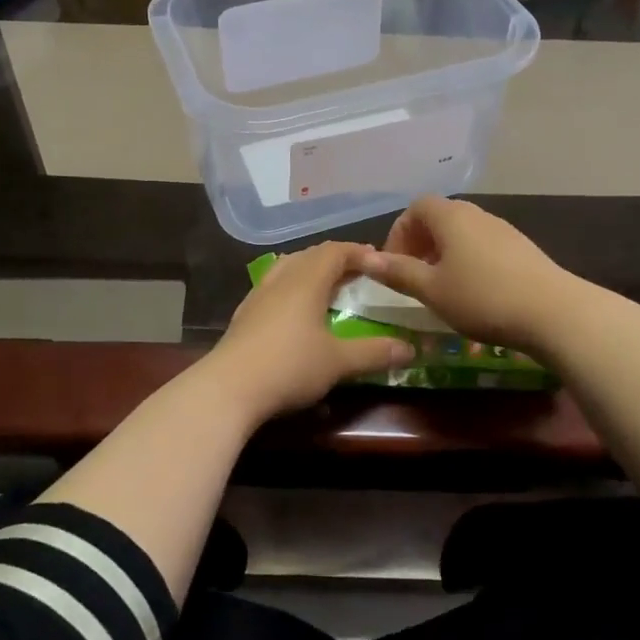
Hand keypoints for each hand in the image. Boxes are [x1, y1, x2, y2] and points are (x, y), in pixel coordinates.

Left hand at [204, 241, 414, 424]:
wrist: (228, 388)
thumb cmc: (289, 366)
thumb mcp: (338, 362)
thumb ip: (375, 352)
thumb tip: (410, 349)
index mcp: (307, 280)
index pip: (336, 251)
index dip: (359, 252)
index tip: (381, 262)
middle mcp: (282, 278)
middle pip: (311, 255)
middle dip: (337, 259)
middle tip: (360, 273)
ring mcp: (258, 294)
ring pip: (289, 268)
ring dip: (312, 271)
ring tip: (330, 287)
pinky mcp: (245, 314)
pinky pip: (275, 286)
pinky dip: (293, 288)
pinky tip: (297, 311)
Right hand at [361, 197, 574, 355]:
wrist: (554, 312)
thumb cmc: (482, 297)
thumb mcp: (432, 289)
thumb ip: (398, 272)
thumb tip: (367, 259)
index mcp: (450, 216)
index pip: (415, 208)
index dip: (399, 233)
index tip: (393, 265)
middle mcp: (476, 214)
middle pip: (439, 218)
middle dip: (420, 244)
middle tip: (412, 277)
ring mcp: (503, 229)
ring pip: (462, 233)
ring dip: (444, 254)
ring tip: (440, 288)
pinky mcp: (522, 248)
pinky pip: (483, 246)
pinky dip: (467, 261)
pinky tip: (473, 292)